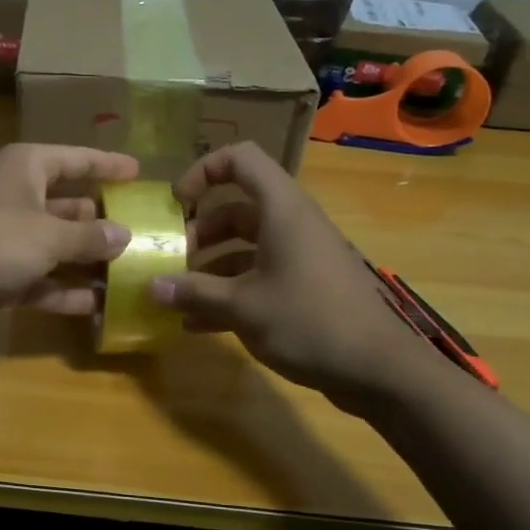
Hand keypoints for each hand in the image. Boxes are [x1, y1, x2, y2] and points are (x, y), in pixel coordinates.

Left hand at [0, 143, 138, 329]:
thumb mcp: (48, 233)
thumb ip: (89, 237)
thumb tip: (124, 235)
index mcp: (30, 169)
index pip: (76, 160)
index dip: (107, 165)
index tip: (139, 172)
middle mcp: (22, 199)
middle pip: (72, 207)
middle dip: (105, 223)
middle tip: (147, 235)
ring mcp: (11, 240)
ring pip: (60, 249)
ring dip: (91, 263)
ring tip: (135, 275)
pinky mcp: (3, 276)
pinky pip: (44, 281)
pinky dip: (67, 292)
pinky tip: (101, 306)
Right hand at [149, 142, 442, 400]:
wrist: (377, 369)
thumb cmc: (308, 321)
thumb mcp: (242, 306)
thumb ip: (194, 292)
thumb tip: (151, 287)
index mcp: (281, 210)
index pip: (241, 159)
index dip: (204, 170)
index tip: (177, 203)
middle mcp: (291, 224)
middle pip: (237, 209)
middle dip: (199, 232)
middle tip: (172, 259)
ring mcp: (300, 256)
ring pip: (245, 246)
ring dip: (210, 267)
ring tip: (178, 296)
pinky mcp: (306, 286)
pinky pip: (259, 276)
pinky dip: (230, 291)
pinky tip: (199, 323)